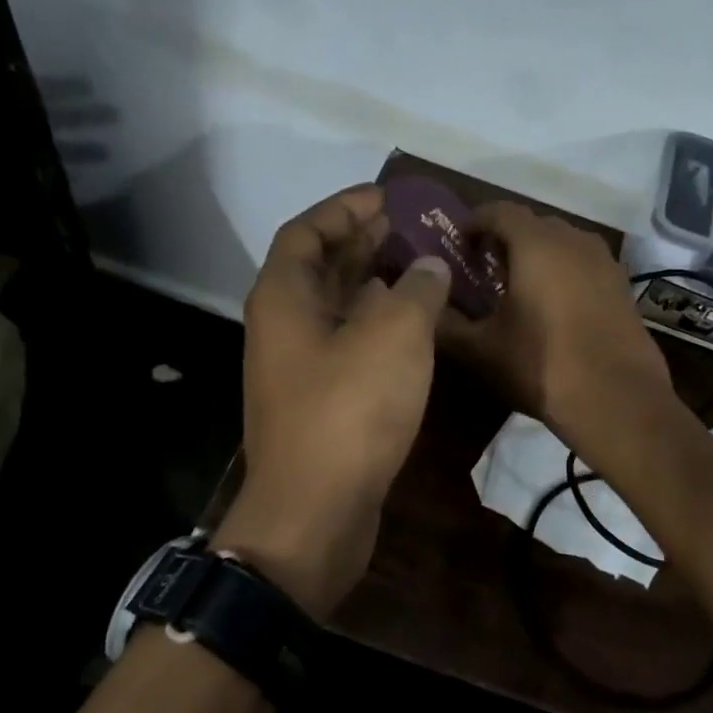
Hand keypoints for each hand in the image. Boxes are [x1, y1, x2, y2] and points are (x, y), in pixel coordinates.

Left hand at [214, 186, 451, 618]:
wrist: (315, 514)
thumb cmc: (349, 413)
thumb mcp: (393, 337)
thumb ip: (415, 290)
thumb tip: (428, 266)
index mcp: (284, 299)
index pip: (306, 232)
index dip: (344, 208)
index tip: (387, 197)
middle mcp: (284, 327)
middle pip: (320, 268)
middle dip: (364, 242)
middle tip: (412, 227)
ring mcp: (300, 367)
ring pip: (337, 307)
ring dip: (374, 283)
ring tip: (421, 266)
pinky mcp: (321, 401)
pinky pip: (349, 343)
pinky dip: (379, 324)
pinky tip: (415, 325)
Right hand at [440, 202, 674, 448]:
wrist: (617, 399)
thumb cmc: (541, 366)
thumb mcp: (481, 350)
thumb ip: (445, 325)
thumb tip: (425, 310)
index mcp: (536, 244)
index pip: (499, 211)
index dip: (475, 222)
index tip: (459, 244)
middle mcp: (573, 240)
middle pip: (533, 224)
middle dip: (506, 238)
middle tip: (485, 268)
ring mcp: (604, 262)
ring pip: (563, 243)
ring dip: (538, 255)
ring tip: (519, 286)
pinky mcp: (622, 286)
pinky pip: (584, 264)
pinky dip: (564, 272)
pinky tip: (554, 307)